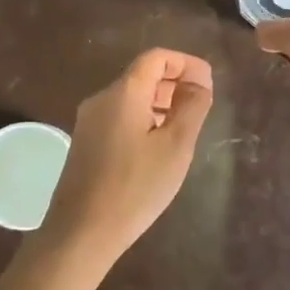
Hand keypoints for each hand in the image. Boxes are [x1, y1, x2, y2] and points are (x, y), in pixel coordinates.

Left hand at [39, 48, 214, 270]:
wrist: (81, 232)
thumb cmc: (135, 187)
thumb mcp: (175, 147)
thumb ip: (191, 108)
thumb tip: (199, 83)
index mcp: (124, 92)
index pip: (157, 57)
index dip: (186, 63)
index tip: (208, 83)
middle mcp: (102, 98)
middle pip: (142, 75)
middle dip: (175, 82)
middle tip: (202, 104)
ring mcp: (89, 121)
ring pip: (131, 97)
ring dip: (160, 102)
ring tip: (185, 126)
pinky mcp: (85, 142)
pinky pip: (119, 116)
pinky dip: (144, 118)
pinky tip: (158, 145)